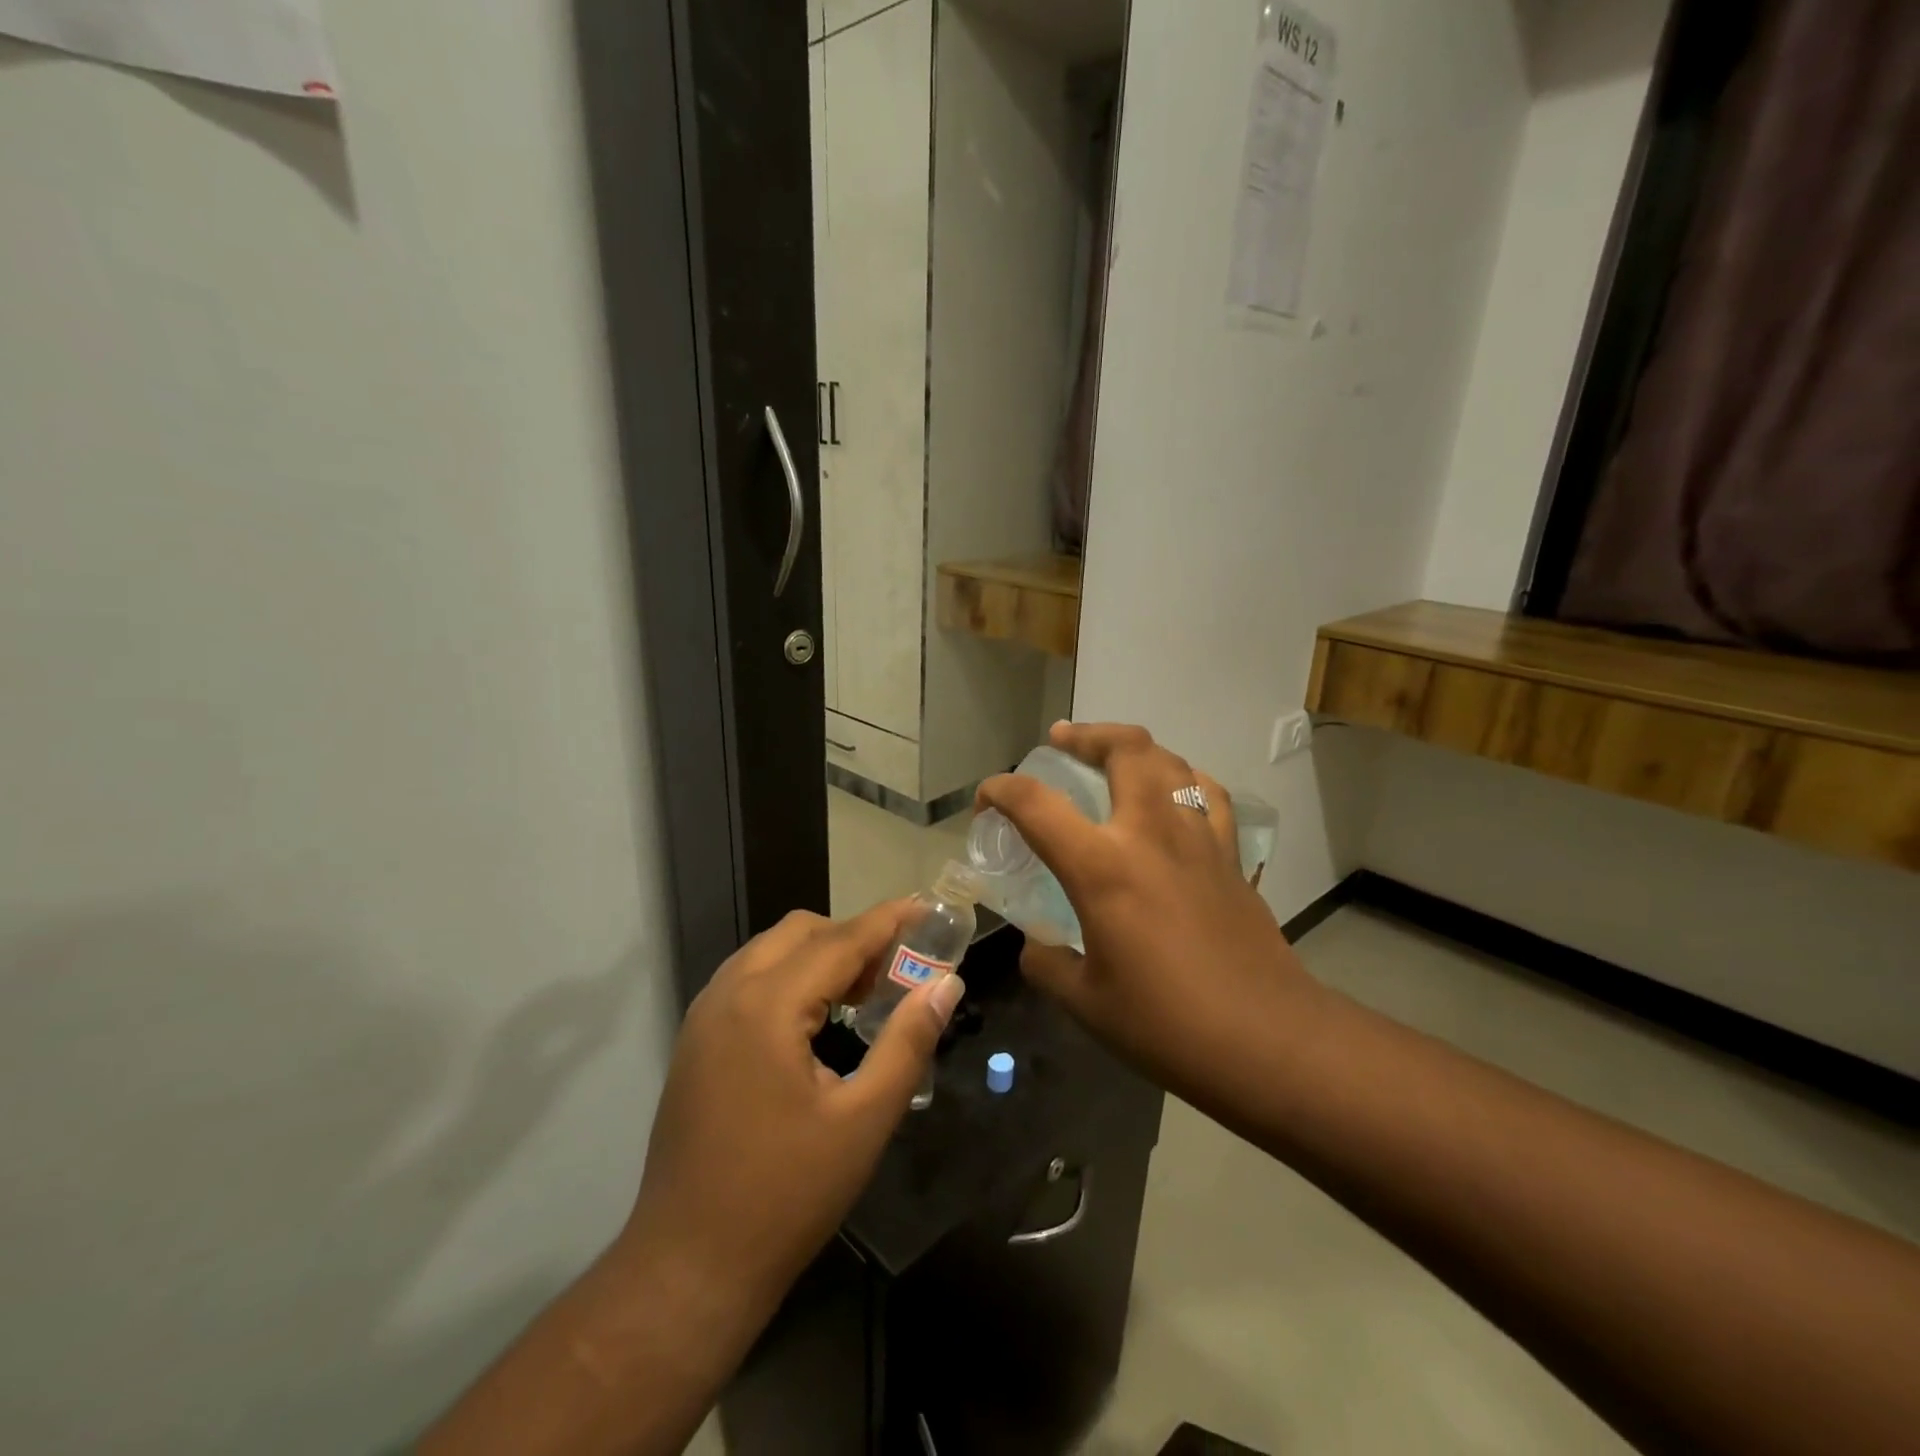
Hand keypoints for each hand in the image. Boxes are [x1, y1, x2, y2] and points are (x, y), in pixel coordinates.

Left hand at [616, 903, 965, 1337]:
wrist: (688, 1267)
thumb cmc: (785, 1196)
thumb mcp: (863, 1121)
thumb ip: (908, 1043)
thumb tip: (945, 984)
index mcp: (767, 1006)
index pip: (840, 940)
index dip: (887, 921)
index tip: (927, 908)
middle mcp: (728, 994)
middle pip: (800, 931)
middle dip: (852, 936)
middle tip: (896, 971)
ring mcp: (703, 1015)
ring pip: (770, 950)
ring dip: (819, 955)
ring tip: (862, 993)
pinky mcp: (695, 1040)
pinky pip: (749, 978)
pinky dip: (789, 976)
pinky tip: (815, 1019)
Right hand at [976, 722, 1325, 1105]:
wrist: (1268, 1041)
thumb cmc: (1167, 1025)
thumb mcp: (1085, 1002)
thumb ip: (1047, 963)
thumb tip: (1037, 945)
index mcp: (1103, 868)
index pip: (1036, 804)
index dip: (1000, 791)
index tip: (986, 802)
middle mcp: (1151, 834)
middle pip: (1124, 749)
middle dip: (1086, 735)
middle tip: (1061, 740)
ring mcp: (1198, 839)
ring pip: (1170, 761)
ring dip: (1134, 748)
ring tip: (1113, 756)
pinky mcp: (1230, 856)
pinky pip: (1207, 794)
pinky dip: (1182, 779)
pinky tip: (1172, 794)